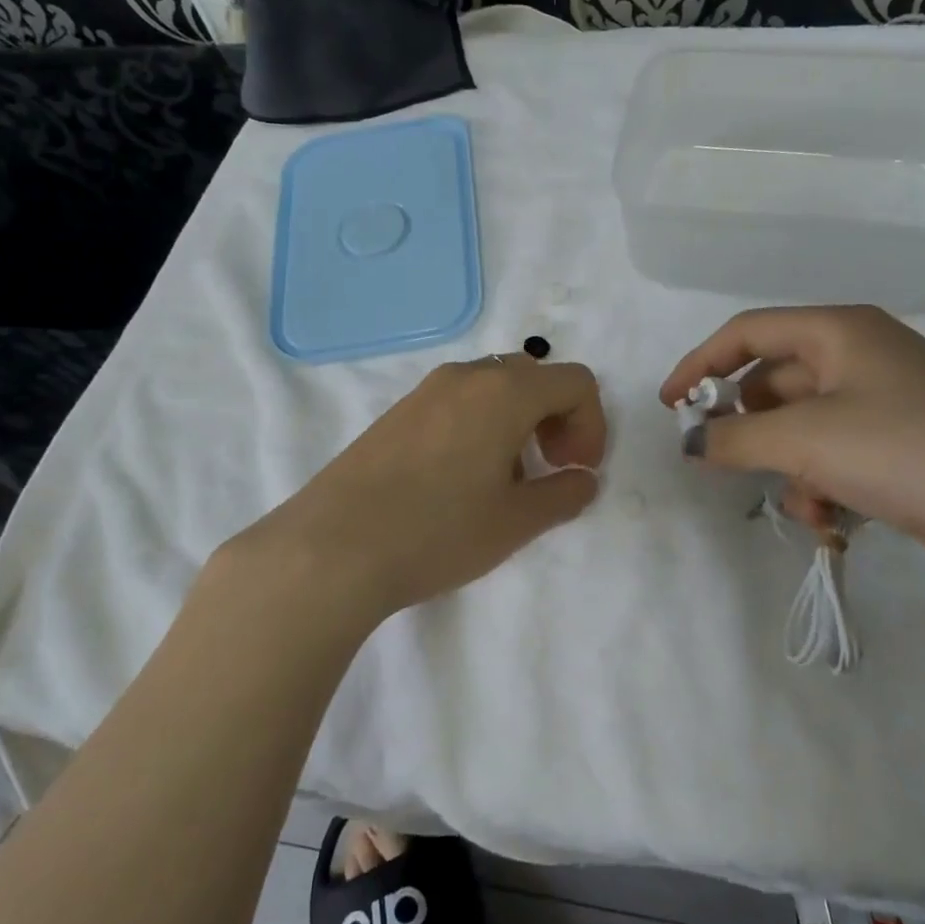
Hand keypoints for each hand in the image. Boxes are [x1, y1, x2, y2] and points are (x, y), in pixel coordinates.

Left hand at [228, 356, 605, 625]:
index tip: (577, 470)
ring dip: (518, 422)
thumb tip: (583, 479)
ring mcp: (425, 390)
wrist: (332, 546)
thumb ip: (563, 495)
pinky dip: (480, 425)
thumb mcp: (516, 522)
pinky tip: (460, 479)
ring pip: (493, 388)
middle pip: (534, 377)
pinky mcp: (396, 411)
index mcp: (505, 391)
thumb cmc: (438, 531)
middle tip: (551, 468)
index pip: (575, 382)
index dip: (592, 425)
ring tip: (505, 480)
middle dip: (557, 419)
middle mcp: (466, 376)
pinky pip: (457, 402)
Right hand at [661, 306, 924, 595]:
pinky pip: (834, 459)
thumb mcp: (807, 440)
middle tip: (729, 466)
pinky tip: (834, 523)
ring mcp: (883, 405)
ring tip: (806, 505)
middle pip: (772, 384)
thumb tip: (691, 440)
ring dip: (787, 469)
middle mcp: (858, 358)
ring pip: (801, 430)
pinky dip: (822, 488)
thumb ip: (734, 437)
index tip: (668, 407)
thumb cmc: (913, 451)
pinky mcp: (901, 450)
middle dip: (750, 430)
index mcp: (837, 332)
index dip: (699, 365)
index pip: (745, 333)